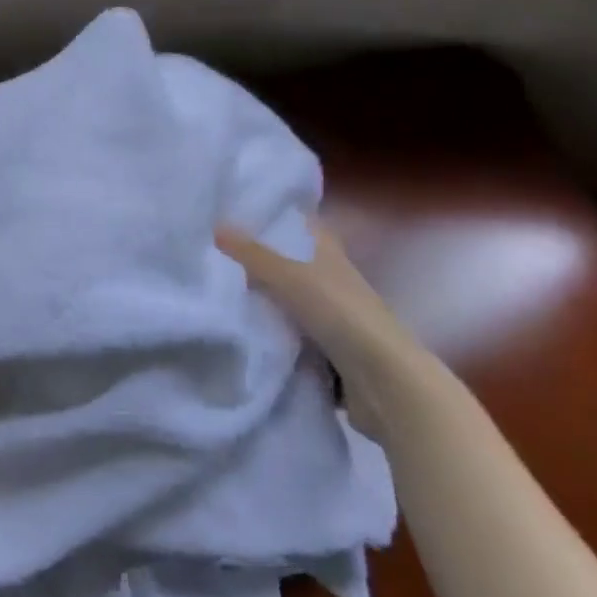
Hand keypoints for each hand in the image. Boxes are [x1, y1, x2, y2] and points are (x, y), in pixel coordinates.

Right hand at [217, 216, 428, 439]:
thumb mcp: (290, 276)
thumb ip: (252, 254)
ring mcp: (331, 318)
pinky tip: (239, 333)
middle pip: (290, 264)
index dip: (275, 217)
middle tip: (212, 255)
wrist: (384, 382)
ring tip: (215, 293)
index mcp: (329, 254)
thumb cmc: (341, 314)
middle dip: (257, 261)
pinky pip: (289, 336)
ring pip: (288, 301)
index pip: (300, 225)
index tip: (237, 214)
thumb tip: (216, 226)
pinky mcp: (327, 352)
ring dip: (261, 301)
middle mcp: (331, 280)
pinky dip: (269, 334)